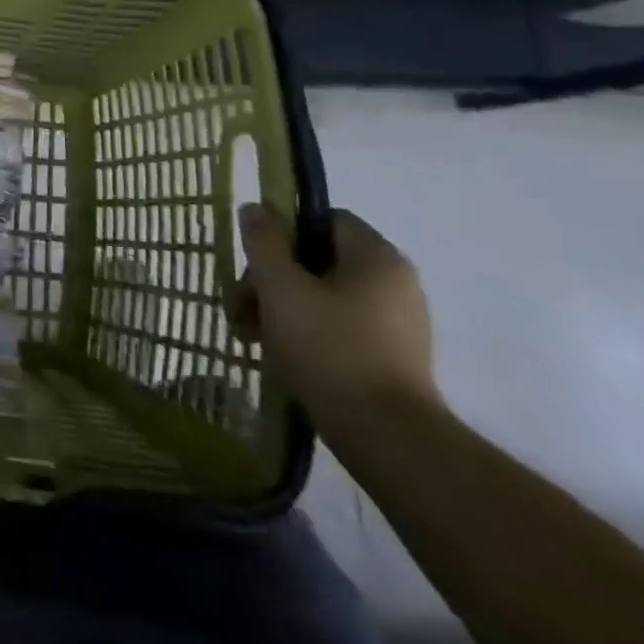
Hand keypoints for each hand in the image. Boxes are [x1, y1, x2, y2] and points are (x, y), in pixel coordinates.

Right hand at [230, 205, 439, 433]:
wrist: (386, 435)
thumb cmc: (328, 347)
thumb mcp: (280, 286)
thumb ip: (264, 242)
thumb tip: (256, 208)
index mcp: (377, 257)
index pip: (323, 219)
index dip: (282, 233)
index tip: (254, 262)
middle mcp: (396, 283)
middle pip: (318, 261)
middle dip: (272, 280)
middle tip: (243, 308)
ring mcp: (399, 323)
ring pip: (324, 297)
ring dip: (283, 309)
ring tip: (254, 337)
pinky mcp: (394, 358)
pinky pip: (340, 328)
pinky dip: (307, 334)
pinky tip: (283, 358)